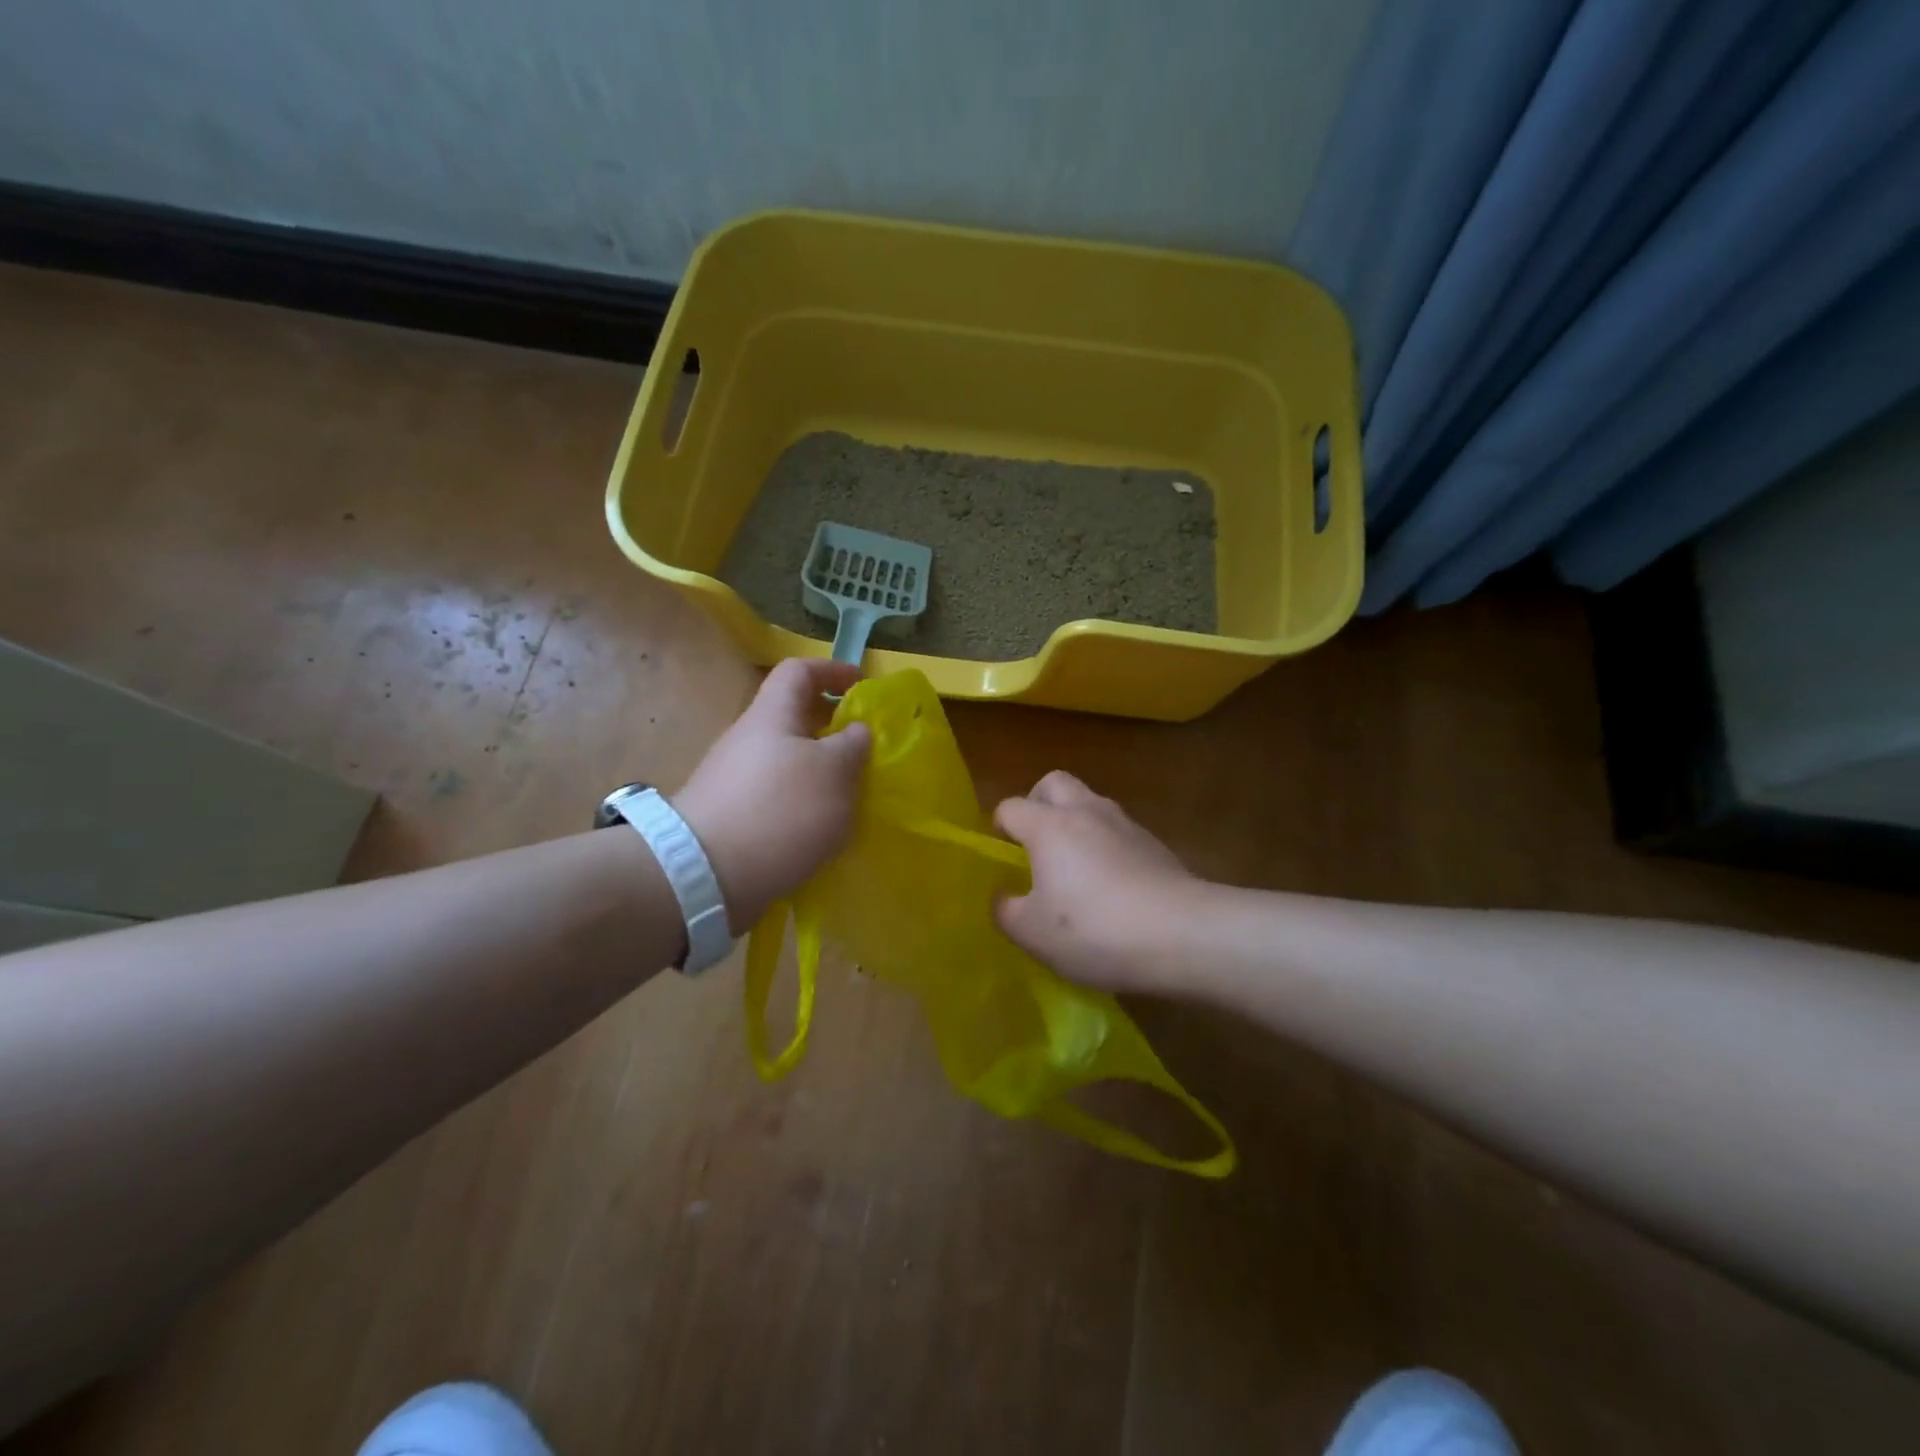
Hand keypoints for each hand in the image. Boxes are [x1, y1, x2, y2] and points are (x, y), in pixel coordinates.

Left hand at [674, 658, 870, 932]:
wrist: (705, 874)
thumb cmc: (780, 810)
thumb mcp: (835, 771)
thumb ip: (854, 744)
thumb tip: (857, 731)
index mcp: (772, 715)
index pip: (799, 671)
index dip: (833, 670)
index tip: (863, 686)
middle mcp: (748, 739)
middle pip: (792, 718)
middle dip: (831, 728)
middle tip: (863, 750)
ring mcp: (734, 779)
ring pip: (786, 761)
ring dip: (819, 772)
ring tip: (849, 797)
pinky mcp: (730, 817)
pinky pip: (775, 797)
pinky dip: (801, 805)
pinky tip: (819, 831)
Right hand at [992, 771, 1199, 992]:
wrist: (1183, 934)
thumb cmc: (1094, 929)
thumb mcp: (1032, 933)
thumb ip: (1005, 911)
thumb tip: (1002, 897)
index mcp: (1049, 826)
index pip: (1010, 807)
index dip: (999, 828)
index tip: (1001, 858)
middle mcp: (1086, 812)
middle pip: (1054, 783)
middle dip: (1038, 804)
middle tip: (1035, 844)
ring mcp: (1126, 824)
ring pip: (1091, 804)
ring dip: (1075, 824)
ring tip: (1073, 869)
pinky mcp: (1155, 844)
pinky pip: (1118, 832)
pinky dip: (1106, 846)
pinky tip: (1111, 887)